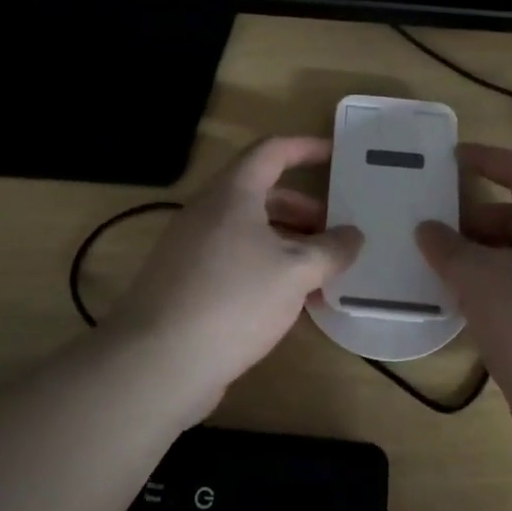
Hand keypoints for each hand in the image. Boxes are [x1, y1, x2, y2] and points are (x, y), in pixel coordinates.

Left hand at [109, 136, 362, 419]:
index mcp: (233, 192)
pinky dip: (265, 268)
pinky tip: (288, 301)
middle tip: (336, 231)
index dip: (306, 148)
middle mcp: (208, 211)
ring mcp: (192, 247)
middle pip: (262, 194)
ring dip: (287, 243)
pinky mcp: (186, 283)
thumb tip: (354, 235)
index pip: (272, 151)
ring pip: (248, 231)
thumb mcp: (295, 272)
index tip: (336, 156)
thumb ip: (330, 250)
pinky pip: (234, 260)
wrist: (157, 361)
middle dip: (303, 209)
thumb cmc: (234, 299)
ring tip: (321, 271)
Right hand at [415, 144, 511, 438]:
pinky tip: (465, 303)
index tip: (450, 158)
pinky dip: (498, 285)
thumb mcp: (480, 281)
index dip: (486, 160)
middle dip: (476, 220)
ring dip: (483, 256)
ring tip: (441, 267)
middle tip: (433, 228)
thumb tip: (428, 229)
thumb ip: (448, 248)